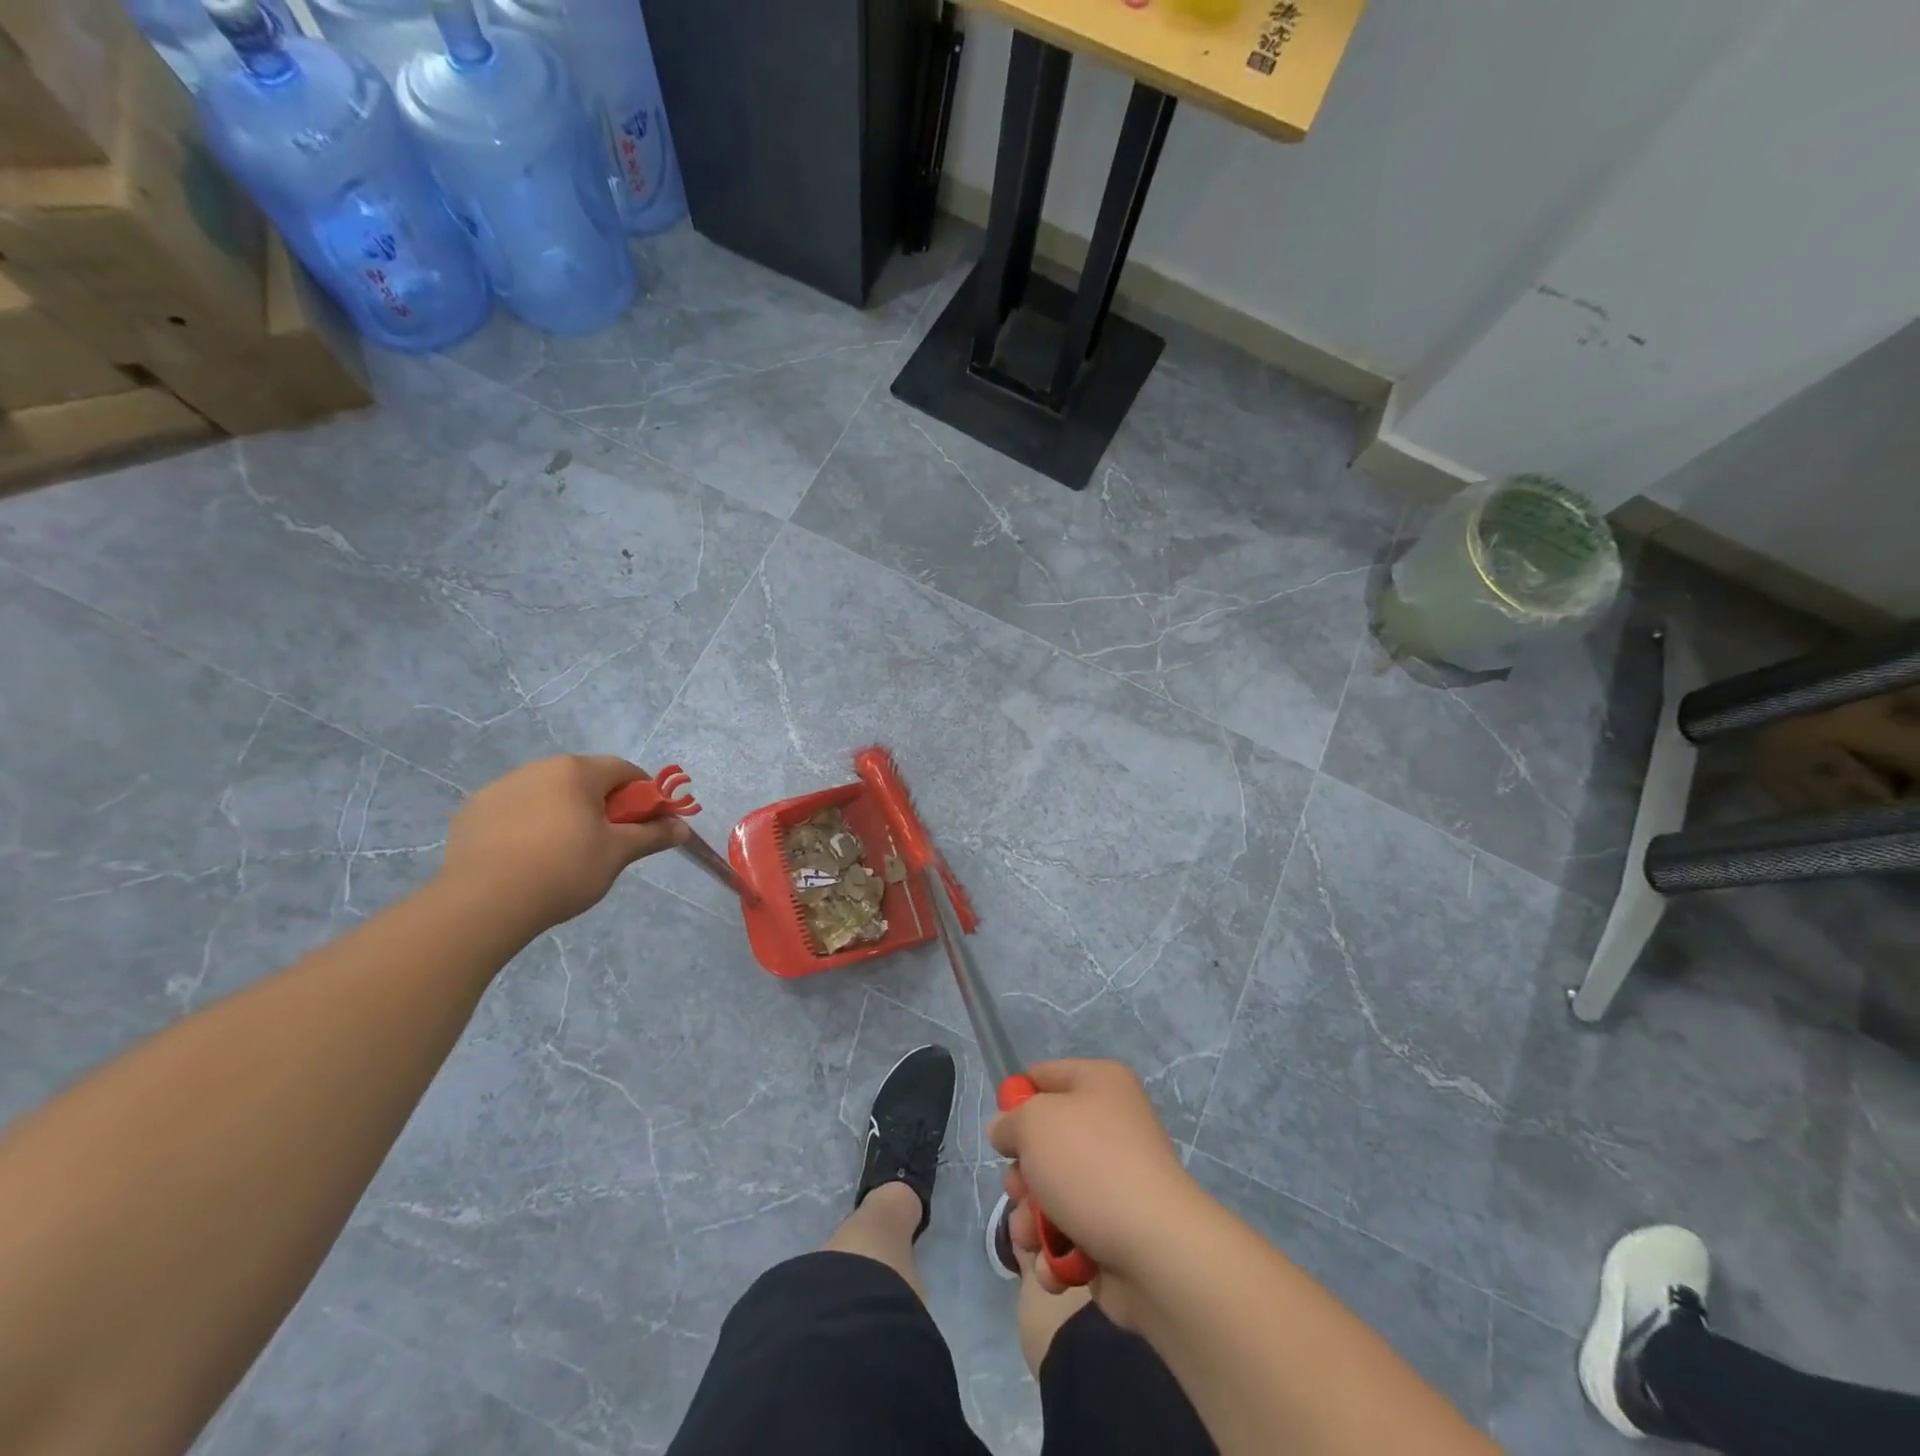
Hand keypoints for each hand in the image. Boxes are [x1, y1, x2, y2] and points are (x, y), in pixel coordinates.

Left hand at [439, 755, 689, 931]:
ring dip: (563, 814)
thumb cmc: (564, 869)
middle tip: (607, 842)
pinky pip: (513, 812)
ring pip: (547, 795)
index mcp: (576, 771)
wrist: (483, 903)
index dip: (643, 795)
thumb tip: (683, 827)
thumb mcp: (618, 853)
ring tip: (562, 855)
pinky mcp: (471, 813)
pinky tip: (526, 860)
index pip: (624, 770)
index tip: (645, 824)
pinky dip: (527, 827)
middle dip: (602, 805)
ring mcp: (499, 788)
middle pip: (584, 780)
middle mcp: (537, 768)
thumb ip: (653, 835)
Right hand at [987, 1059, 1204, 1323]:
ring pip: (1049, 1193)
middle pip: (1043, 1142)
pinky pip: (1068, 1234)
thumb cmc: (1090, 1166)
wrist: (1155, 1250)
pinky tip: (1055, 1266)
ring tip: (1033, 1237)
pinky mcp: (1113, 1231)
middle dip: (1021, 1175)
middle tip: (1020, 1190)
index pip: (1044, 1076)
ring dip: (1030, 1220)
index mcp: (1100, 1084)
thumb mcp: (1034, 1123)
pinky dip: (1055, 1252)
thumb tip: (1006, 1131)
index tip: (1002, 1129)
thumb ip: (1010, 1121)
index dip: (1017, 1099)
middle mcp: (1109, 1125)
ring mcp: (1114, 1181)